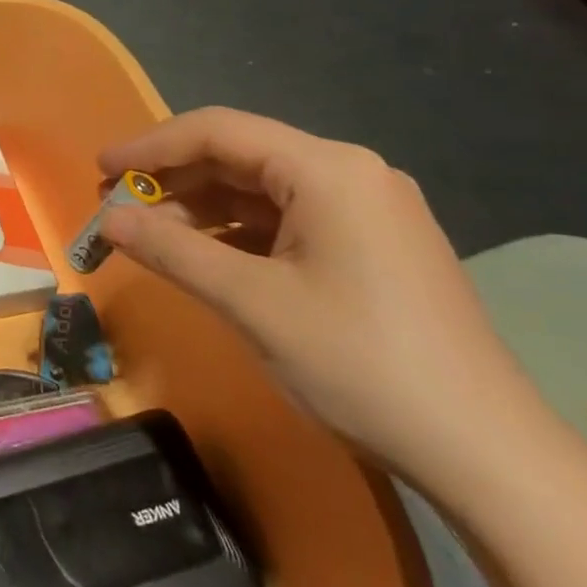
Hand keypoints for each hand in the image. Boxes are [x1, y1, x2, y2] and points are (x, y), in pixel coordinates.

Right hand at [98, 107, 535, 481]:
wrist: (487, 454)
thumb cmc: (360, 363)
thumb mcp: (252, 303)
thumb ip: (172, 251)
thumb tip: (108, 221)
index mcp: (327, 169)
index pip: (217, 131)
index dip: (149, 146)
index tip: (99, 168)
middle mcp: (350, 173)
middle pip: (239, 156)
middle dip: (172, 179)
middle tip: (116, 205)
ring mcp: (367, 210)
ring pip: (261, 190)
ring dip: (201, 207)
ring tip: (148, 233)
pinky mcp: (372, 246)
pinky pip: (288, 220)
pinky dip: (237, 232)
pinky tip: (203, 255)